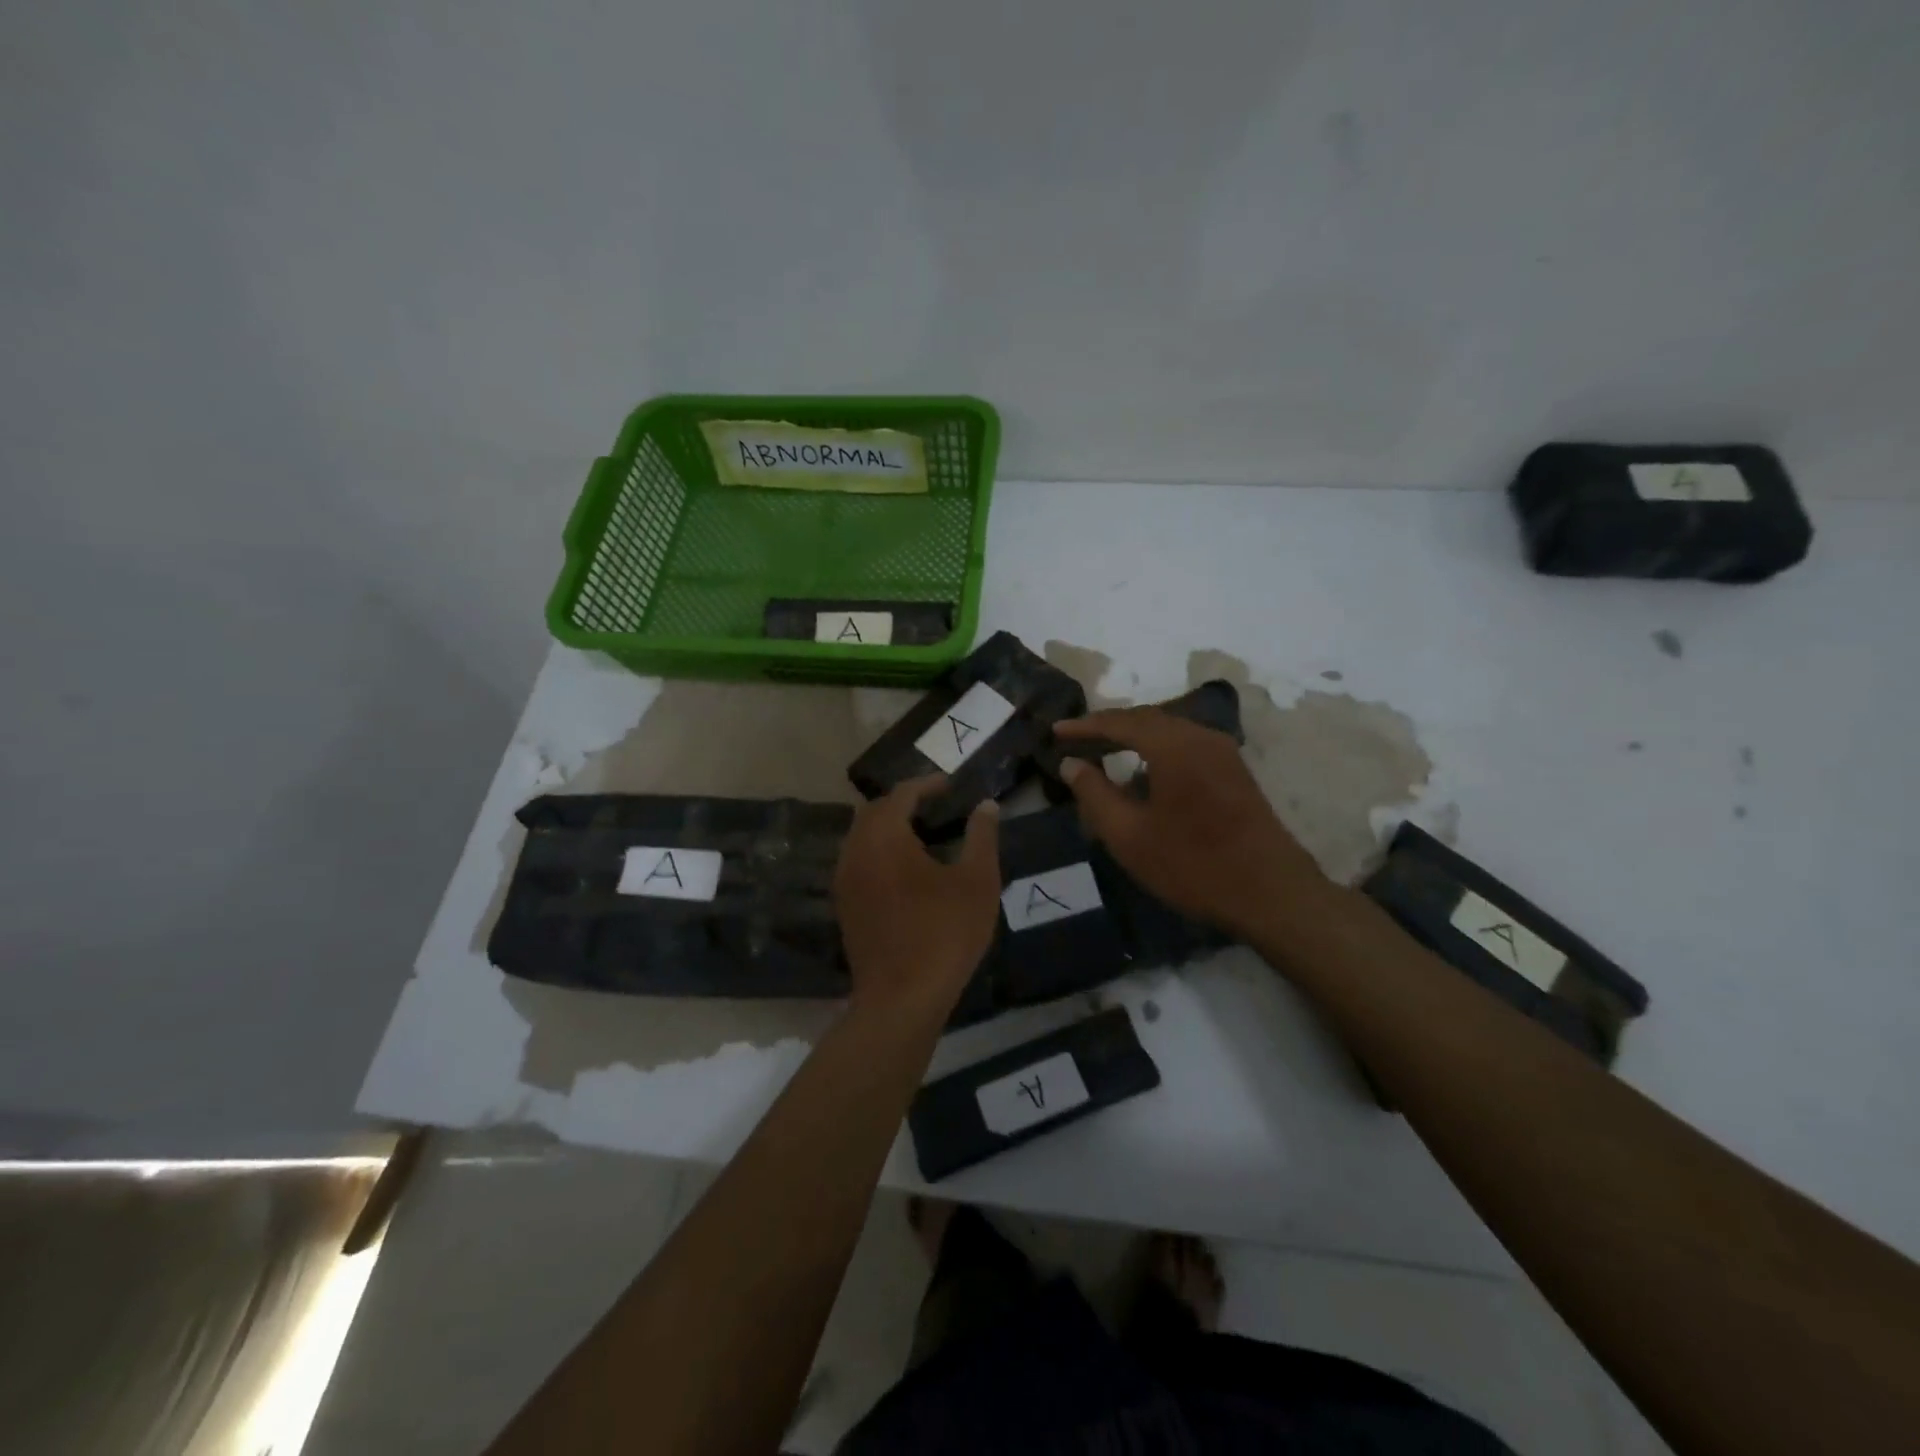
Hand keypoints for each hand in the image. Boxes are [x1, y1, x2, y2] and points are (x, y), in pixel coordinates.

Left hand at [834, 777, 1000, 1022]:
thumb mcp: (977, 882)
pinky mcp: (845, 906)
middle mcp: (856, 851)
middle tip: (936, 806)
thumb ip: (982, 837)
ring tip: (923, 835)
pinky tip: (906, 870)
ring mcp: (845, 880)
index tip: (950, 785)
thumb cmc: (944, 934)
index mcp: (884, 837)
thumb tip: (986, 806)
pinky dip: (879, 851)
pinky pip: (858, 861)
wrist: (901, 999)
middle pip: (874, 811)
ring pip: (862, 837)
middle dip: (903, 802)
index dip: (926, 784)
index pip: (901, 794)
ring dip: (888, 827)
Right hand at [1055, 709, 1326, 939]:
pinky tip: (1143, 774)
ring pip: (1168, 732)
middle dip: (1109, 727)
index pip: (1120, 722)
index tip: (1056, 731)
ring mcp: (1223, 753)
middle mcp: (1201, 737)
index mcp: (1174, 745)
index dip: (1085, 725)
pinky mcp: (1234, 771)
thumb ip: (1094, 793)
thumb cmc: (1193, 864)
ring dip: (1133, 738)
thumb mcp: (1129, 835)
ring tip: (1103, 752)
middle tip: (1076, 740)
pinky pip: (1186, 746)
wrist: (1271, 893)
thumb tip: (1071, 764)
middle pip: (1147, 719)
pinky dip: (1156, 750)